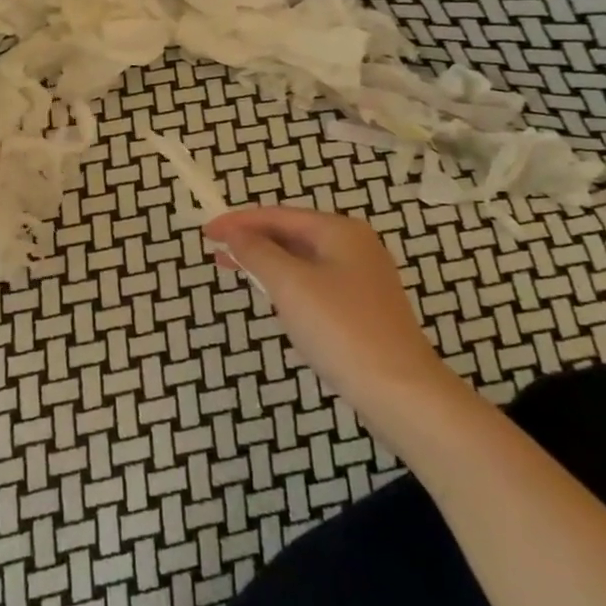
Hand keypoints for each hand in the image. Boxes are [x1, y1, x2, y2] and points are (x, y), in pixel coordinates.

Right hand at [203, 207, 451, 398]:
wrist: (399, 389)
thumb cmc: (340, 328)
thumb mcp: (290, 285)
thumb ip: (258, 253)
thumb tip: (235, 233)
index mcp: (340, 231)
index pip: (278, 215)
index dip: (239, 222)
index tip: (206, 233)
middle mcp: (355, 246)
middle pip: (292, 233)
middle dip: (252, 241)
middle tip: (215, 252)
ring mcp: (362, 278)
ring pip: (303, 260)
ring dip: (268, 262)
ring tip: (236, 271)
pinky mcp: (363, 308)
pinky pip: (315, 283)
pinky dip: (288, 284)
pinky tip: (273, 299)